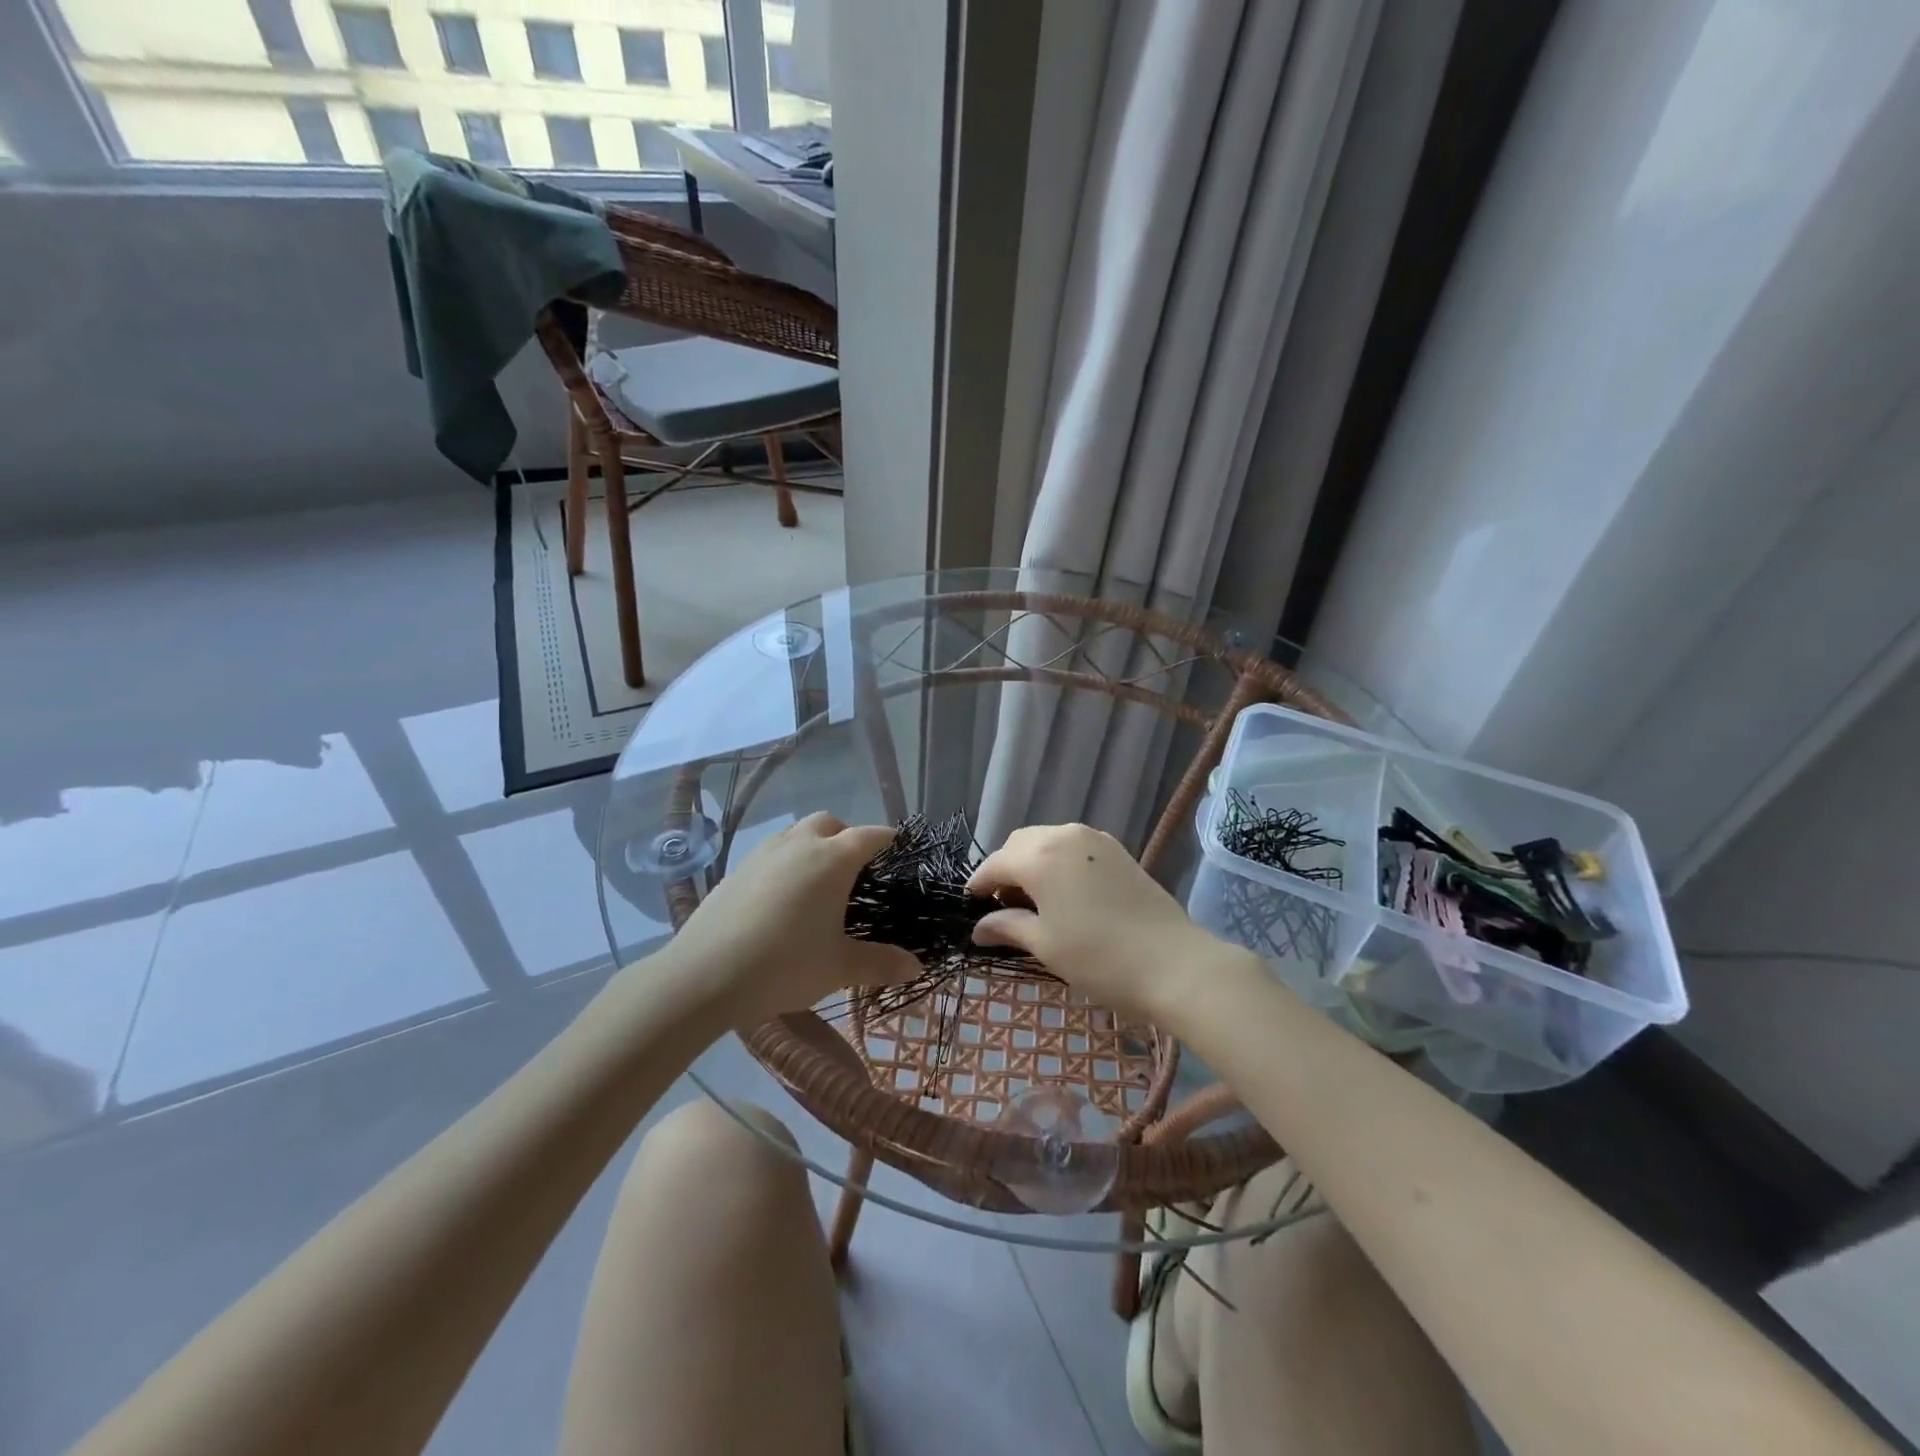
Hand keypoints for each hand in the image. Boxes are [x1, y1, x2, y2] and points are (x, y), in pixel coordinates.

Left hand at [663, 812, 919, 1027]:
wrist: (703, 975)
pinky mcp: (737, 868)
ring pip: (797, 833)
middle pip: (831, 823)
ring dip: (814, 846)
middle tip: (856, 873)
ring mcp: (764, 852)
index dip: (890, 841)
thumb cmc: (783, 965)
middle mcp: (800, 844)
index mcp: (833, 859)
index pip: (871, 835)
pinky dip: (787, 863)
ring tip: (818, 886)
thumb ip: (881, 963)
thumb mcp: (839, 968)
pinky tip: (781, 900)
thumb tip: (917, 967)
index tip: (900, 854)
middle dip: (848, 837)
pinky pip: (772, 852)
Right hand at [967, 823, 1242, 1027]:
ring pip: (1048, 840)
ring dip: (1032, 861)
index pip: (996, 863)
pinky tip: (1064, 892)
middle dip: (1005, 868)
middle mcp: (1064, 836)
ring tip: (1033, 899)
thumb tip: (979, 928)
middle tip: (1001, 904)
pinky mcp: (1118, 850)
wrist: (1174, 963)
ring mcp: (1095, 839)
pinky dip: (1058, 861)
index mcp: (1039, 857)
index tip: (970, 905)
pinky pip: (1073, 846)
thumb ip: (1007, 927)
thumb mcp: (1045, 945)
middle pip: (1020, 843)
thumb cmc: (1099, 958)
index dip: (979, 884)